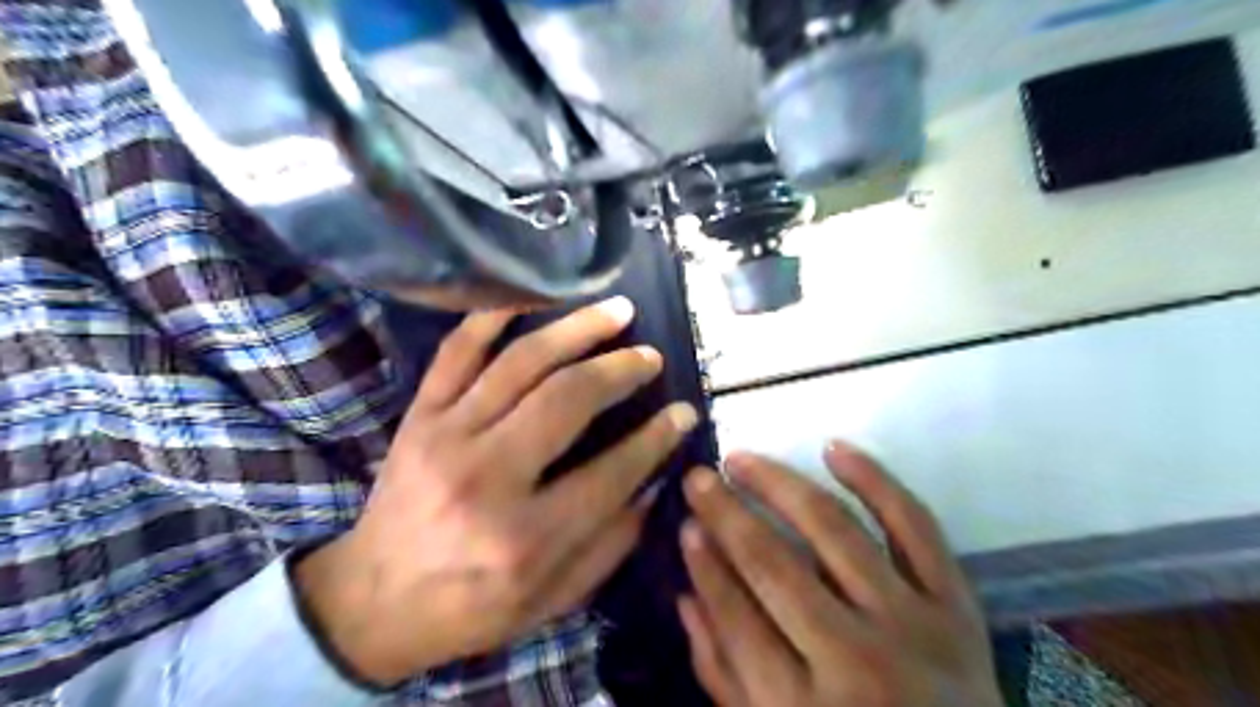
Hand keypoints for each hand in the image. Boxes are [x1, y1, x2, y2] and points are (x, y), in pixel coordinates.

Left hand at [296, 299, 699, 684]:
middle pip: (568, 399)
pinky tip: (531, 297)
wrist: (371, 603)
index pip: (612, 471)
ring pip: (522, 362)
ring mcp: (447, 436)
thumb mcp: (552, 601)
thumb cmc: (470, 608)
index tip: (684, 413)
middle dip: (621, 369)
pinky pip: (457, 351)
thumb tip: (654, 480)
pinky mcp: (420, 416)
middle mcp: (487, 476)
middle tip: (651, 356)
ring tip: (617, 311)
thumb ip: (611, 543)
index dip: (657, 438)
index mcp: (525, 537)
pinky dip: (493, 316)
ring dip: (577, 329)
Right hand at [679, 446, 1004, 706]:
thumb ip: (723, 674)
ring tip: (741, 459)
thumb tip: (686, 596)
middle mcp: (855, 660)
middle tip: (698, 476)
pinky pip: (915, 525)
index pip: (736, 616)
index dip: (704, 564)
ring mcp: (912, 625)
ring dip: (780, 485)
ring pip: (835, 531)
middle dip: (727, 514)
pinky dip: (875, 480)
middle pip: (775, 565)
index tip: (684, 522)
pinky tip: (833, 448)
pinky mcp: (956, 603)